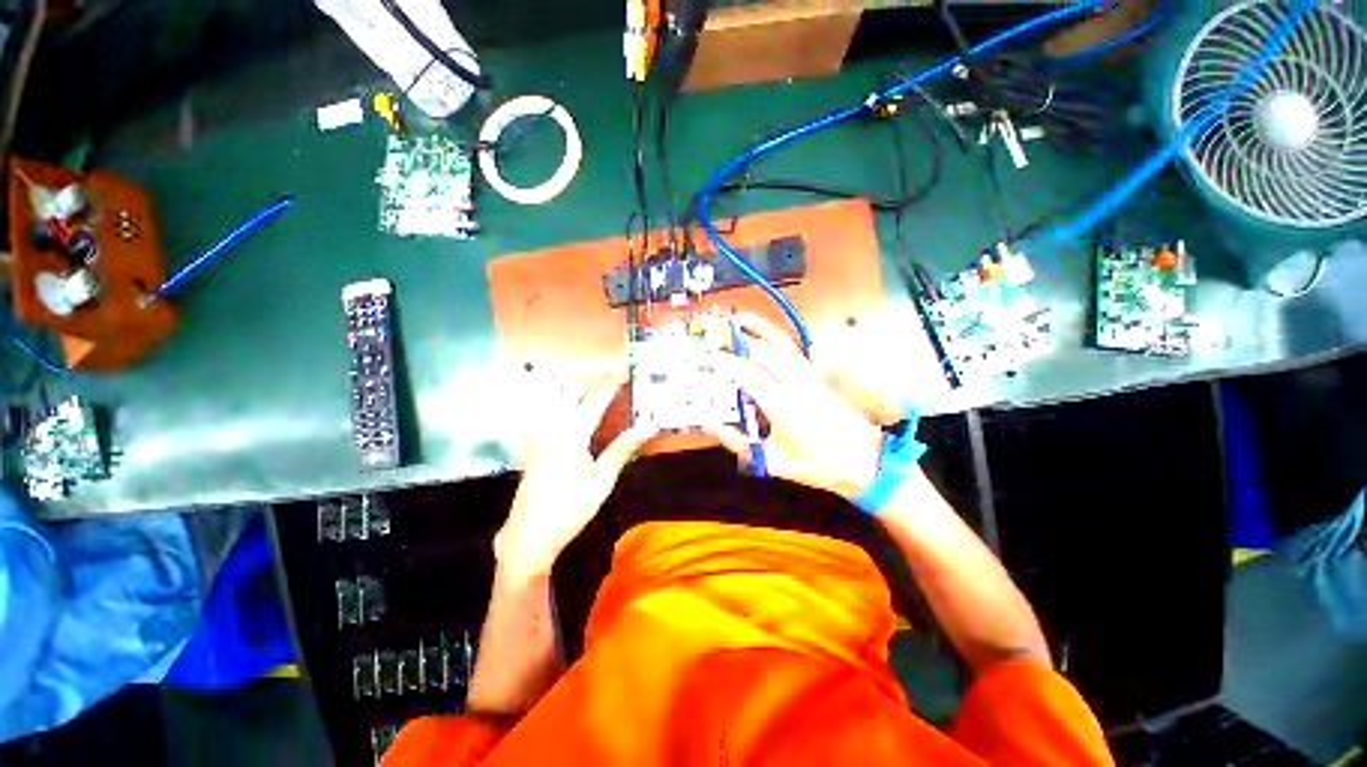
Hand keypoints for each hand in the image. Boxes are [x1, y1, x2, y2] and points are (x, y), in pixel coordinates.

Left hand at [496, 370, 656, 577]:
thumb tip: (648, 427)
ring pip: (567, 405)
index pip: (596, 399)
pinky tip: (589, 417)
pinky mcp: (538, 445)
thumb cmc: (568, 510)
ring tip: (610, 393)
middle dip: (600, 383)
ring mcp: (542, 435)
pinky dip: (578, 410)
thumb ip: (622, 449)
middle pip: (578, 395)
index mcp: (570, 434)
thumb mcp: (601, 481)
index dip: (613, 382)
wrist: (527, 537)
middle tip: (623, 379)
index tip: (628, 368)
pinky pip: (560, 417)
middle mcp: (552, 427)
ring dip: (589, 395)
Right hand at [704, 313, 883, 499]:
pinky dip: (776, 335)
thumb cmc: (816, 465)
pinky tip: (765, 333)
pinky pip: (793, 348)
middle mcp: (796, 384)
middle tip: (714, 336)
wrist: (865, 461)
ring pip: (781, 342)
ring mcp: (810, 376)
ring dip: (758, 327)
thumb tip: (710, 424)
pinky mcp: (817, 374)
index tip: (706, 357)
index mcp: (783, 407)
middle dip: (736, 340)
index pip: (749, 374)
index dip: (725, 362)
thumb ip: (737, 442)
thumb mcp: (771, 461)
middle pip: (763, 351)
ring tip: (738, 318)